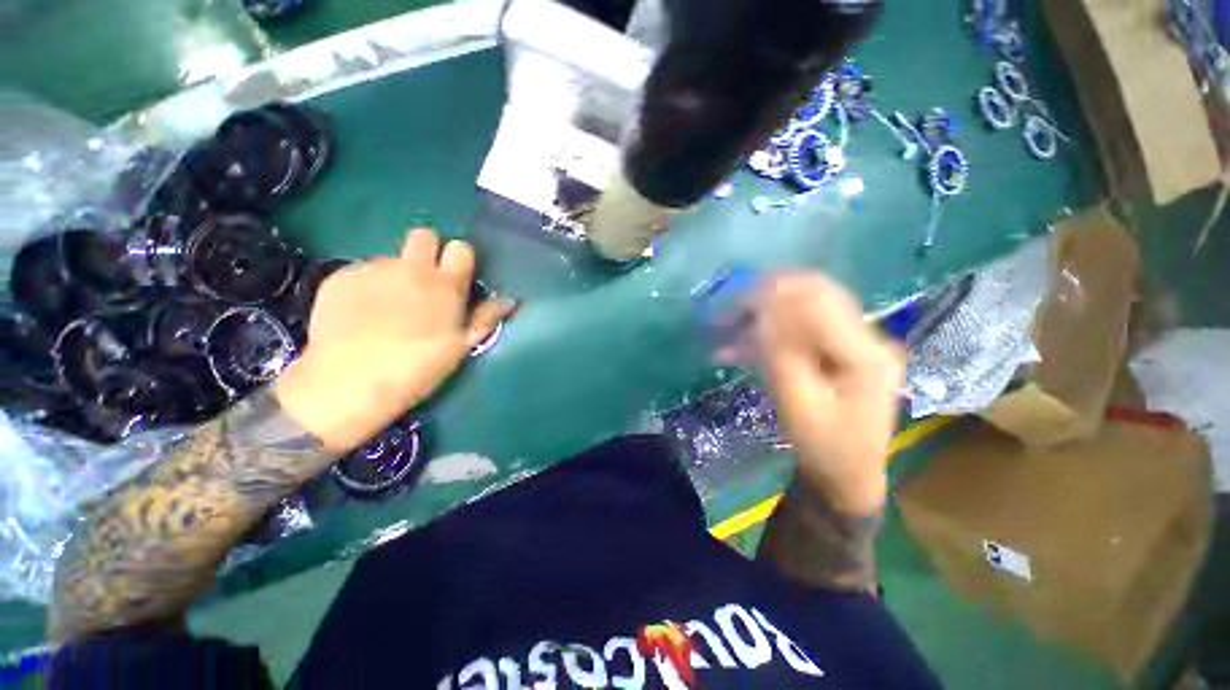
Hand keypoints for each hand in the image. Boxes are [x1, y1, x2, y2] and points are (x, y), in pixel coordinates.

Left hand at [274, 229, 516, 452]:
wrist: (347, 383)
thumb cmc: (416, 369)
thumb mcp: (460, 348)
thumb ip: (484, 318)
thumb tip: (509, 300)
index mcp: (445, 286)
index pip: (460, 248)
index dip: (459, 259)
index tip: (456, 277)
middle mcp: (410, 268)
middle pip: (423, 235)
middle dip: (427, 251)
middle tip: (423, 283)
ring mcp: (372, 269)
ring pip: (391, 258)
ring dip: (395, 275)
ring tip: (386, 310)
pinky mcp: (340, 276)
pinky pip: (362, 272)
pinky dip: (366, 287)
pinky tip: (360, 315)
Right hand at [753, 274, 903, 515]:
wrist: (847, 475)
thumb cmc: (824, 447)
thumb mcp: (798, 404)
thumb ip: (781, 355)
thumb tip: (763, 311)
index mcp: (867, 356)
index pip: (821, 304)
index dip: (776, 295)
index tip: (734, 300)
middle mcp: (869, 340)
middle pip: (818, 297)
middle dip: (770, 297)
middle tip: (729, 307)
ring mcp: (858, 344)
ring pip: (808, 309)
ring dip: (767, 313)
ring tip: (727, 325)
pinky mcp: (843, 351)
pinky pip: (805, 329)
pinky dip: (772, 332)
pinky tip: (741, 345)